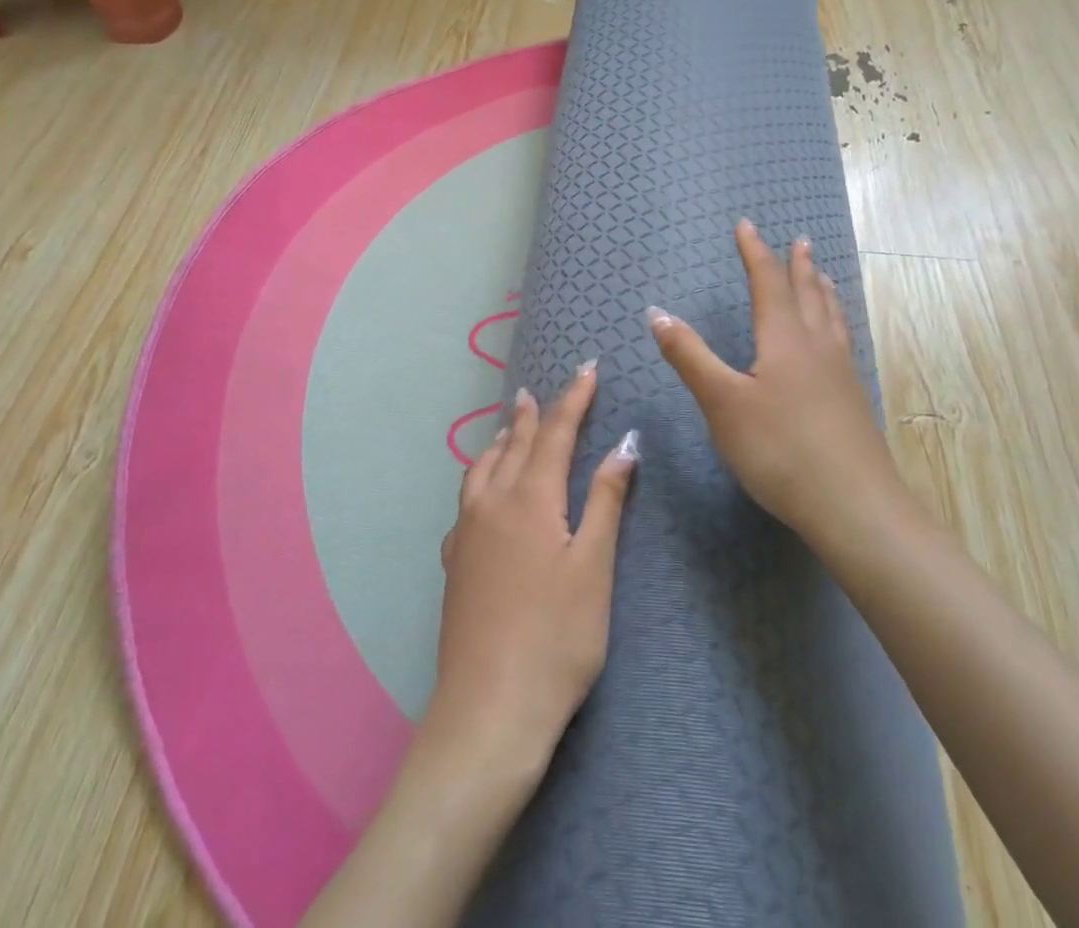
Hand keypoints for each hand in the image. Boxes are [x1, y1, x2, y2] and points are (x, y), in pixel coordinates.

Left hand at [423, 365, 638, 787]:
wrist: (489, 709)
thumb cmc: (557, 637)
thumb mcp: (593, 567)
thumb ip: (606, 500)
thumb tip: (624, 443)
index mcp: (530, 498)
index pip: (555, 433)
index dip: (573, 399)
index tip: (587, 369)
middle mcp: (491, 504)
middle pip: (514, 444)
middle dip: (532, 415)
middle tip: (538, 390)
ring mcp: (466, 533)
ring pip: (481, 469)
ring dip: (500, 442)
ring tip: (510, 429)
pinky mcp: (454, 562)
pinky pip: (466, 500)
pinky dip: (480, 478)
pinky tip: (483, 495)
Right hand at [647, 219, 900, 540]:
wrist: (853, 506)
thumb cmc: (779, 449)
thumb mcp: (722, 402)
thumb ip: (690, 356)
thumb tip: (657, 312)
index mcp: (784, 339)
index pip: (767, 283)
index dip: (755, 252)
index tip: (746, 224)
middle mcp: (816, 347)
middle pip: (807, 294)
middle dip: (797, 266)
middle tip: (799, 241)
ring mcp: (840, 374)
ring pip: (831, 318)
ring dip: (822, 291)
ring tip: (822, 276)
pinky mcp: (852, 401)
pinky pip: (842, 342)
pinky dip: (835, 323)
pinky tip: (835, 341)